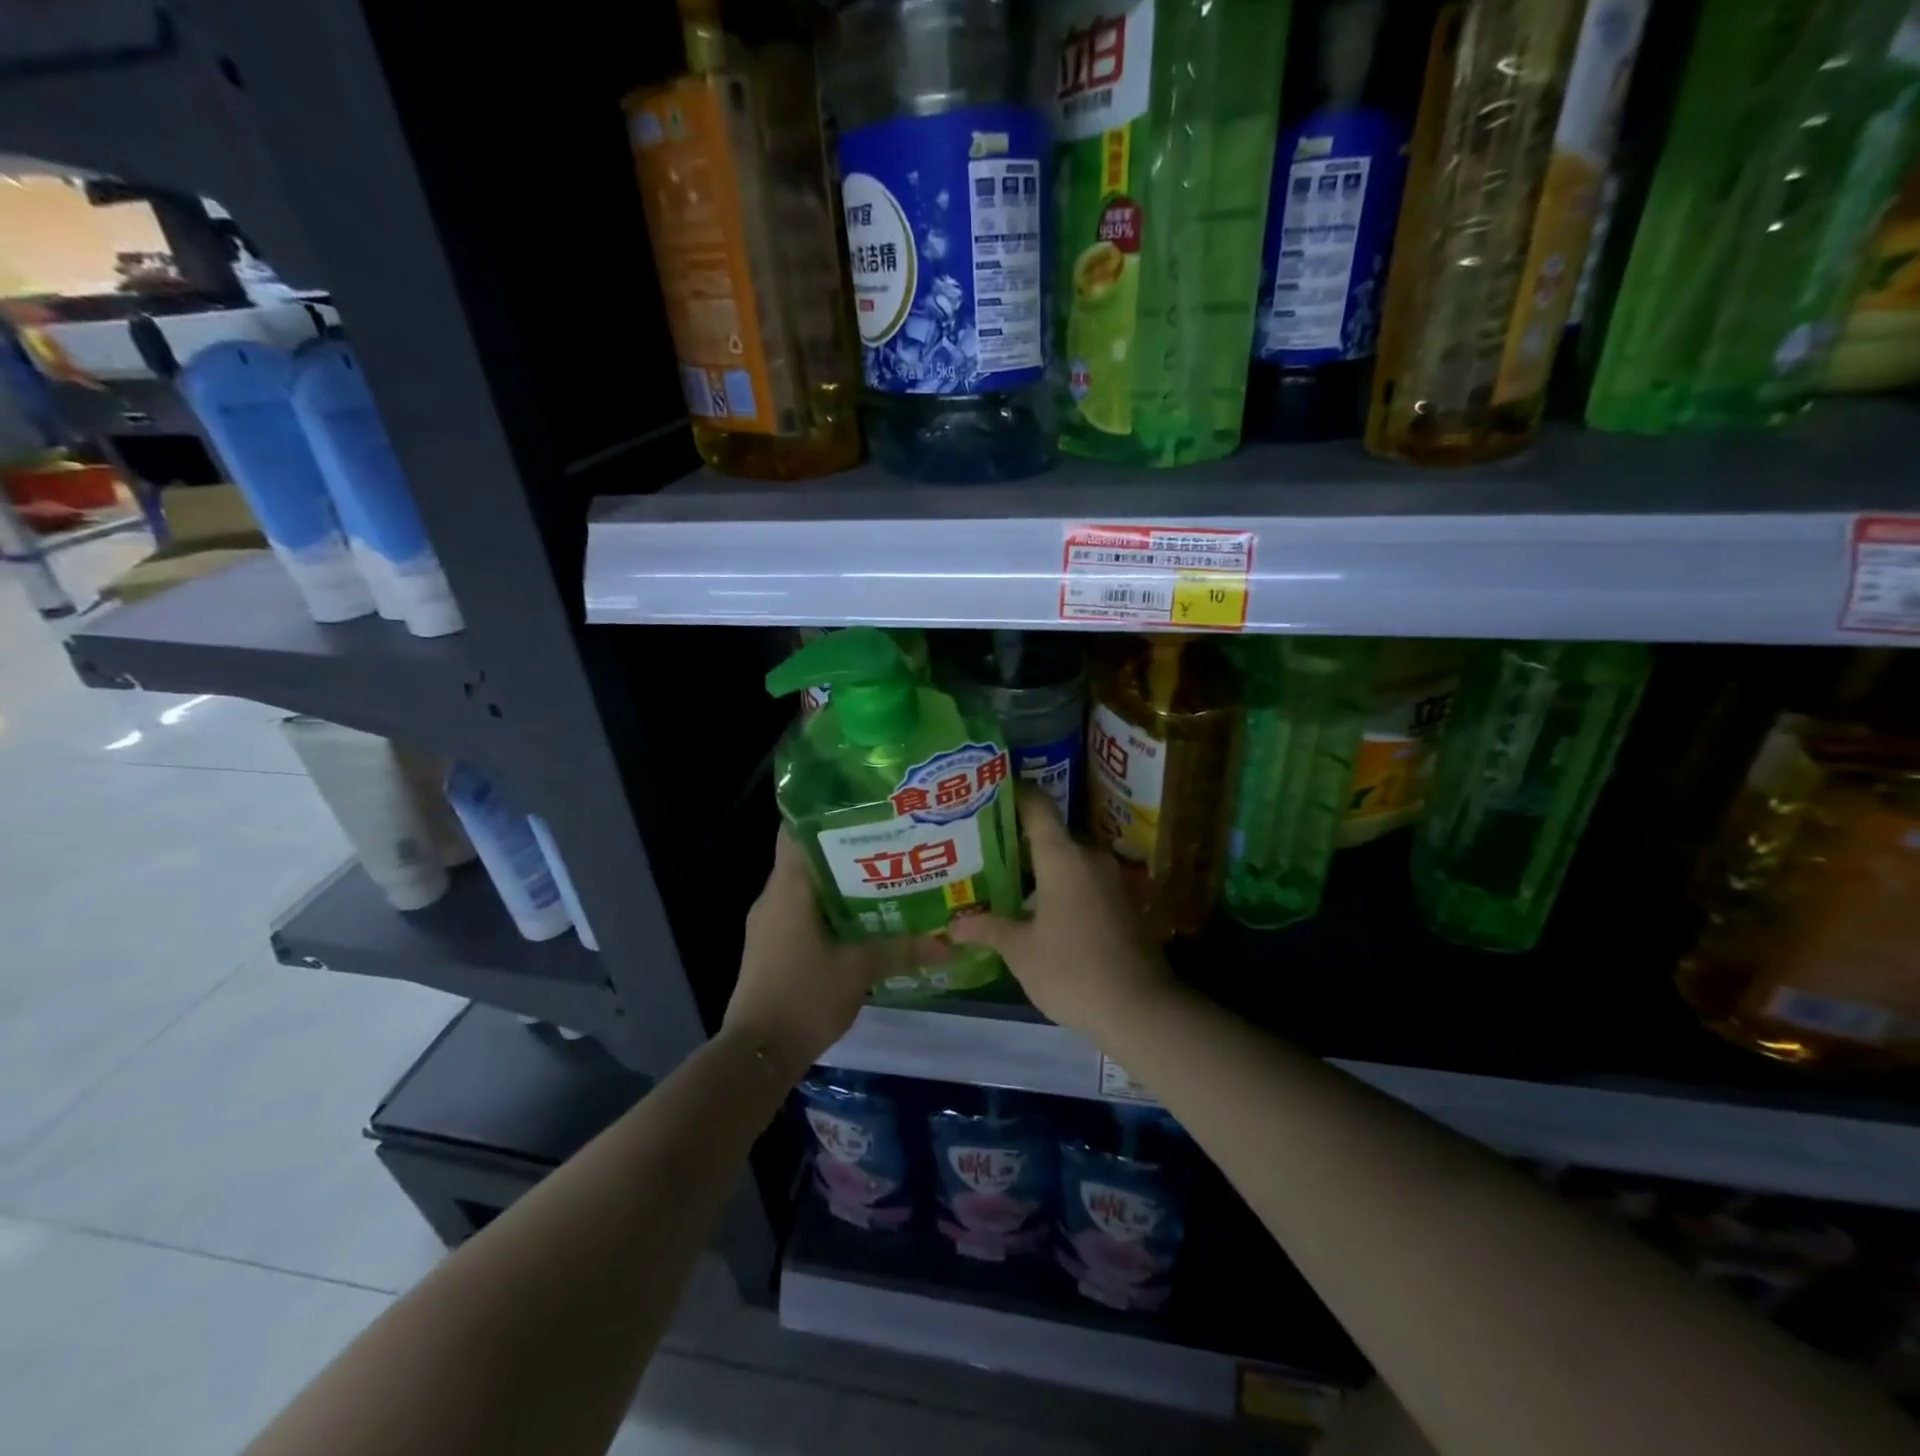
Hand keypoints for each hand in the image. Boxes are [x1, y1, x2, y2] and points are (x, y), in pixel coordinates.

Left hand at [722, 827, 940, 1080]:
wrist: (758, 1055)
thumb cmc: (804, 997)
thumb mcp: (859, 970)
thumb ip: (903, 949)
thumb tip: (950, 941)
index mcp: (788, 888)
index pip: (797, 830)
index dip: (826, 811)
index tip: (863, 804)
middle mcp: (774, 896)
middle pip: (808, 855)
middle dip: (846, 845)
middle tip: (891, 837)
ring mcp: (770, 922)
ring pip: (807, 885)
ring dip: (840, 878)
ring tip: (886, 871)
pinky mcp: (772, 944)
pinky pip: (803, 910)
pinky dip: (830, 905)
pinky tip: (864, 914)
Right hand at [948, 787, 1172, 1039]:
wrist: (1140, 1009)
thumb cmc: (1071, 970)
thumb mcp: (1020, 951)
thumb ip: (987, 929)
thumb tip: (952, 925)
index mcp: (1062, 857)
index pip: (1038, 807)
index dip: (1015, 795)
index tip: (990, 794)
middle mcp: (1090, 858)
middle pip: (1052, 837)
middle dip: (1020, 843)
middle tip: (985, 851)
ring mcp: (1113, 880)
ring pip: (1069, 863)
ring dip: (1042, 871)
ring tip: (1008, 884)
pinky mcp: (1125, 904)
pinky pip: (1086, 883)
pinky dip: (1063, 889)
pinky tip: (1042, 912)